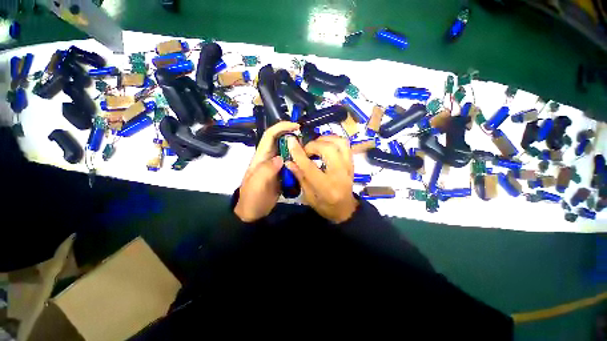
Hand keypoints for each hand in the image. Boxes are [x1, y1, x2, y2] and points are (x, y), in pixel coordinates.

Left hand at [234, 121, 299, 221]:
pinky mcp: (282, 173)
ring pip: (288, 152)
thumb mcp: (257, 183)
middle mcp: (269, 158)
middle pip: (281, 141)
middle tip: (308, 142)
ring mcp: (276, 166)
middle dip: (293, 138)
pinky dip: (298, 161)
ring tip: (310, 152)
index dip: (281, 127)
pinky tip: (306, 164)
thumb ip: (267, 169)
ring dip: (297, 150)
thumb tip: (281, 158)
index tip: (296, 126)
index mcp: (261, 156)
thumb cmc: (252, 197)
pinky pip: (291, 163)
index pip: (270, 135)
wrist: (253, 212)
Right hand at [285, 135, 357, 223]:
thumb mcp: (308, 196)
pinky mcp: (351, 163)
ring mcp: (348, 167)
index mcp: (325, 187)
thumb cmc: (325, 206)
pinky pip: (345, 144)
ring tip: (315, 145)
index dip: (298, 153)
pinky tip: (325, 144)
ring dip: (324, 139)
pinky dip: (333, 140)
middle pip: (327, 149)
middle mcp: (339, 174)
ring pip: (339, 143)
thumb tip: (289, 161)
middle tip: (305, 150)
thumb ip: (300, 177)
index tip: (290, 141)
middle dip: (312, 145)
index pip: (309, 166)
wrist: (346, 209)